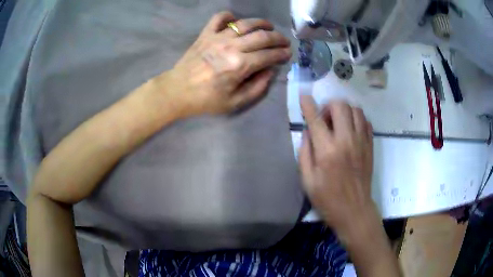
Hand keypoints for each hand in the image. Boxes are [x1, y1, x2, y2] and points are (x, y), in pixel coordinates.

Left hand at [156, 11, 291, 115]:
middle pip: (262, 36)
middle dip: (278, 38)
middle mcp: (232, 47)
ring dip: (261, 23)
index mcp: (240, 66)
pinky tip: (235, 19)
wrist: (177, 91)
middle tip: (284, 41)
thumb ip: (257, 88)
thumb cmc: (206, 100)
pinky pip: (218, 18)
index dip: (282, 53)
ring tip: (269, 26)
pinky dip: (228, 15)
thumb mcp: (235, 102)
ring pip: (245, 24)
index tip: (288, 53)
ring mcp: (218, 38)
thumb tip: (270, 71)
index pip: (269, 55)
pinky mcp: (205, 34)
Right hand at [299, 95, 378, 243]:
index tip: (304, 96)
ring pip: (355, 110)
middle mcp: (346, 141)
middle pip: (340, 106)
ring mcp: (361, 142)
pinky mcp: (370, 146)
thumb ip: (305, 152)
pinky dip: (356, 119)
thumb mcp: (307, 180)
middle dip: (329, 106)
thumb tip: (308, 131)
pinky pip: (366, 121)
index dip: (308, 104)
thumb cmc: (327, 199)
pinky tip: (350, 130)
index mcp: (327, 151)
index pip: (316, 119)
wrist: (354, 211)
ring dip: (344, 111)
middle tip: (324, 119)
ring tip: (338, 123)